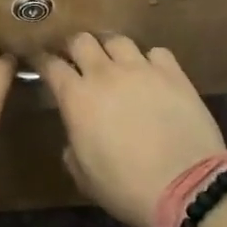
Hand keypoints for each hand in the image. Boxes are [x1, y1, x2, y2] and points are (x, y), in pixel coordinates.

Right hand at [39, 35, 225, 226]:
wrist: (186, 185)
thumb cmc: (127, 187)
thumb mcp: (85, 178)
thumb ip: (73, 151)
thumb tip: (76, 137)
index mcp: (77, 98)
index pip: (51, 65)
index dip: (43, 61)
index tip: (40, 61)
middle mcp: (104, 73)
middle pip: (81, 40)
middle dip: (75, 47)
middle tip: (78, 60)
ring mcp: (140, 68)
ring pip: (118, 39)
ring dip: (111, 49)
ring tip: (115, 61)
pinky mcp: (172, 72)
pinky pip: (156, 52)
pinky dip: (150, 60)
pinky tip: (152, 73)